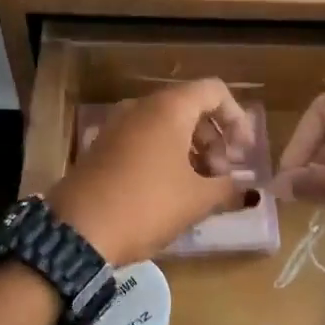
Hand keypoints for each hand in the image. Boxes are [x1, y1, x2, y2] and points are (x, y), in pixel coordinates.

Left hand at [49, 79, 255, 266]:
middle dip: (214, 140)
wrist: (77, 232)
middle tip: (221, 177)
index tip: (243, 154)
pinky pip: (144, 140)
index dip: (236, 118)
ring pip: (166, 126)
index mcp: (169, 108)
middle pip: (191, 108)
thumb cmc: (147, 205)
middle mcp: (141, 107)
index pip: (214, 91)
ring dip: (191, 151)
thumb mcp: (196, 200)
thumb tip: (247, 191)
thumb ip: (228, 189)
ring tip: (200, 189)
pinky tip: (171, 192)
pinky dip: (166, 157)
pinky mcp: (102, 148)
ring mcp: (117, 126)